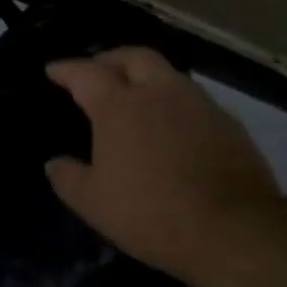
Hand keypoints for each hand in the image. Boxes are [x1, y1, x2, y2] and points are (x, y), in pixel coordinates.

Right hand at [44, 47, 286, 286]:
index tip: (53, 69)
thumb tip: (54, 163)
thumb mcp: (94, 203)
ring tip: (135, 97)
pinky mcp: (229, 124)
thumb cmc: (151, 212)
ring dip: (146, 77)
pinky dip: (174, 103)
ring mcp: (199, 104)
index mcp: (119, 105)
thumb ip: (68, 178)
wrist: (234, 230)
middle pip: (133, 56)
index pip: (86, 73)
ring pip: (168, 74)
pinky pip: (193, 100)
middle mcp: (159, 92)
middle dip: (110, 58)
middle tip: (97, 70)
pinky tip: (172, 126)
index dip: (66, 69)